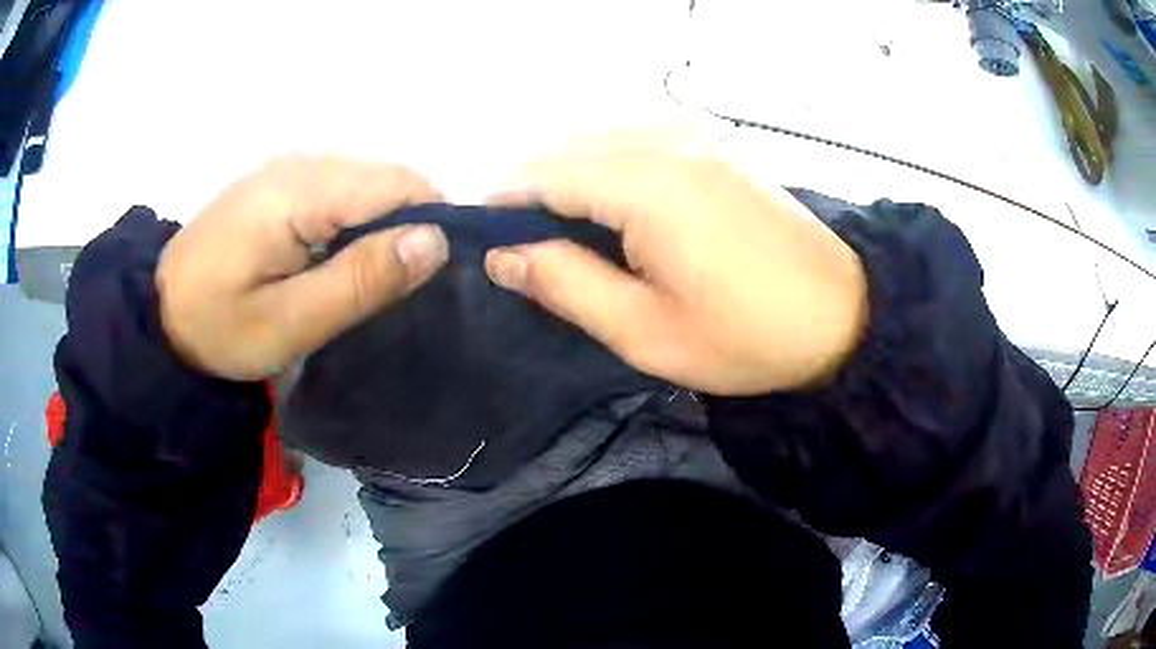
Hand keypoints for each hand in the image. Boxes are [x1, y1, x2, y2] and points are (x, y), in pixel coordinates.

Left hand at [156, 155, 447, 379]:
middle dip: (406, 227)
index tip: (430, 278)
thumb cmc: (220, 327)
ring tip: (364, 280)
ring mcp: (287, 169)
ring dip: (379, 228)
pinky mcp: (279, 183)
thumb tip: (435, 240)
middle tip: (392, 291)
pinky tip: (334, 261)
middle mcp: (300, 163)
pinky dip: (352, 223)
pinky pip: (339, 191)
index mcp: (301, 190)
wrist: (161, 316)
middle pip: (385, 179)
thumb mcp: (291, 322)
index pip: (398, 184)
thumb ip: (361, 279)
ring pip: (365, 185)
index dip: (430, 223)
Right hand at [484, 150, 867, 395]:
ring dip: (568, 174)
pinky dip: (607, 165)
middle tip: (523, 246)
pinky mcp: (715, 144)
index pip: (543, 173)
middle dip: (531, 188)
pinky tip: (614, 206)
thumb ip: (566, 284)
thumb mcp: (646, 332)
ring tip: (564, 231)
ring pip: (600, 137)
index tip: (483, 239)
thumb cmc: (748, 337)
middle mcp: (665, 141)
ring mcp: (696, 135)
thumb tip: (503, 256)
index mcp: (646, 186)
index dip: (502, 202)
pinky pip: (638, 138)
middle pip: (567, 146)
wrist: (843, 314)